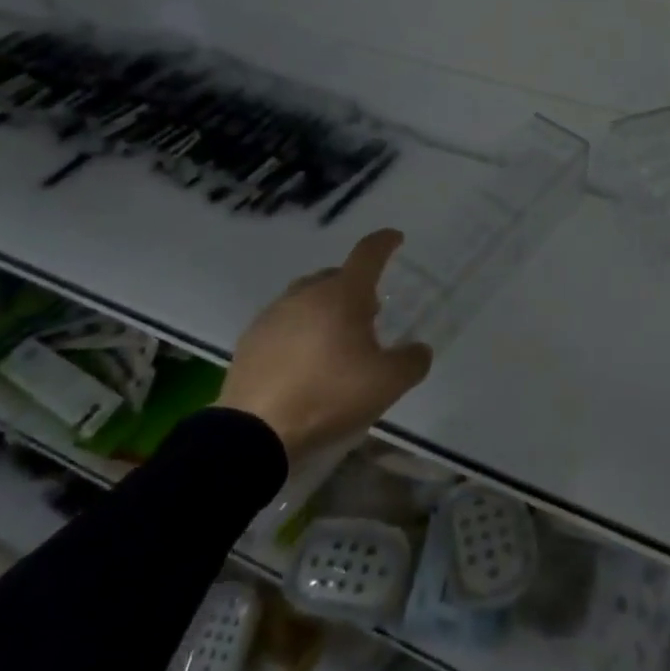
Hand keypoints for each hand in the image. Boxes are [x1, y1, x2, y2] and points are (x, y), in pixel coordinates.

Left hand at [219, 230, 430, 459]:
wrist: (254, 432)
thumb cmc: (329, 395)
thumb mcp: (387, 384)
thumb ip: (412, 361)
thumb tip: (419, 350)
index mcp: (342, 294)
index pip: (368, 254)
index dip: (384, 242)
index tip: (395, 238)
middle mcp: (306, 294)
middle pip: (336, 276)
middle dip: (355, 286)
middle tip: (369, 311)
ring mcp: (273, 314)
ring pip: (307, 298)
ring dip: (325, 308)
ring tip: (335, 338)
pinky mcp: (251, 340)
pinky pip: (284, 322)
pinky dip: (299, 330)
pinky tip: (304, 359)